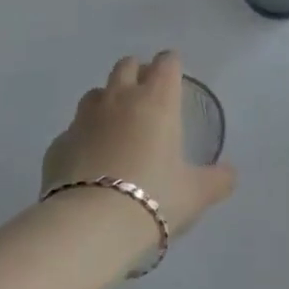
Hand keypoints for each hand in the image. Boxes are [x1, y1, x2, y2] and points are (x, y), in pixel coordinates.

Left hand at [42, 51, 236, 237]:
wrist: (90, 226)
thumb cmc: (154, 198)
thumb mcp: (196, 194)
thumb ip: (217, 179)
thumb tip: (230, 174)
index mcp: (157, 100)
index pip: (166, 62)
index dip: (171, 66)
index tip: (174, 79)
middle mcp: (119, 99)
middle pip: (126, 65)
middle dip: (136, 74)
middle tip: (146, 98)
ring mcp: (84, 119)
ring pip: (95, 93)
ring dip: (106, 101)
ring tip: (115, 128)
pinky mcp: (58, 144)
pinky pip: (72, 131)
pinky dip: (82, 138)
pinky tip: (88, 162)